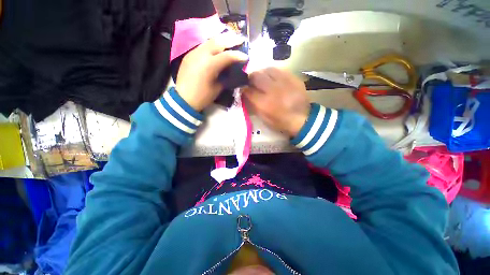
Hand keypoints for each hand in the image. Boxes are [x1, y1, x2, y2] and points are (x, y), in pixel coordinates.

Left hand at [175, 32, 248, 110]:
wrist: (183, 99)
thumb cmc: (203, 97)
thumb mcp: (217, 88)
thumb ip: (225, 76)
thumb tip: (232, 71)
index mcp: (209, 65)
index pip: (227, 56)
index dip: (238, 55)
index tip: (246, 56)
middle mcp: (201, 54)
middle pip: (218, 42)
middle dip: (231, 39)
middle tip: (240, 39)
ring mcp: (193, 53)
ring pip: (209, 41)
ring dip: (221, 40)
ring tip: (230, 40)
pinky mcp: (189, 55)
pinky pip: (203, 46)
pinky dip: (212, 45)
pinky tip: (217, 48)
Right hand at [243, 67, 309, 136]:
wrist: (303, 119)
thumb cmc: (281, 122)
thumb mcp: (264, 118)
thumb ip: (254, 106)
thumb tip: (246, 94)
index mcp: (264, 104)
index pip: (248, 91)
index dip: (243, 89)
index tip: (243, 89)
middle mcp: (273, 90)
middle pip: (256, 76)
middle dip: (251, 78)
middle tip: (252, 82)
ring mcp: (284, 82)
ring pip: (267, 69)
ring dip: (262, 73)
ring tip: (263, 79)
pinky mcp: (293, 78)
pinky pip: (279, 69)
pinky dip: (273, 73)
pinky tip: (273, 78)